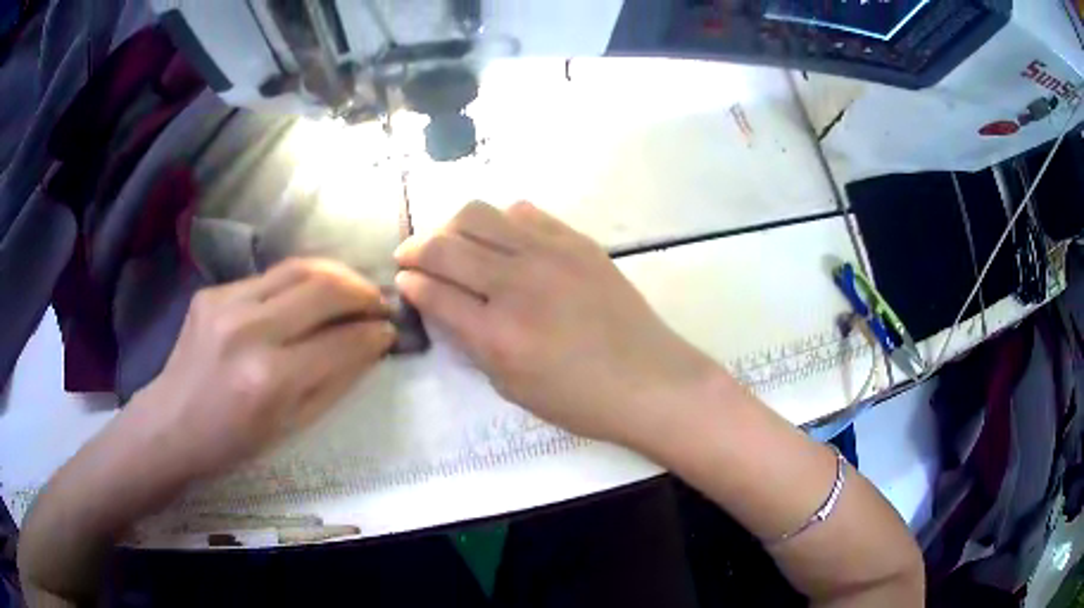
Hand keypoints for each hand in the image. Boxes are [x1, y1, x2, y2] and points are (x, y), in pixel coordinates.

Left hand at [128, 258, 394, 478]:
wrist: (171, 425)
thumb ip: (335, 383)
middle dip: (361, 291)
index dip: (373, 333)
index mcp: (270, 379)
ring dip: (335, 274)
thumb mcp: (291, 428)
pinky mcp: (212, 292)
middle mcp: (249, 330)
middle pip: (322, 288)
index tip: (391, 330)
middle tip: (378, 301)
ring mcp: (226, 303)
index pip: (340, 342)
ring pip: (297, 268)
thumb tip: (372, 345)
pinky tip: (304, 298)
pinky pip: (267, 278)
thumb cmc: (232, 442)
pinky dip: (297, 284)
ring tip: (353, 287)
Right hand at [395, 201, 717, 444]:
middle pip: (444, 246)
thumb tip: (443, 306)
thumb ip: (471, 343)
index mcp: (496, 334)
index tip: (403, 280)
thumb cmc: (580, 400)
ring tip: (452, 242)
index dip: (409, 283)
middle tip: (410, 256)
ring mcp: (548, 254)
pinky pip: (523, 212)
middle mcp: (516, 284)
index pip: (432, 292)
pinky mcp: (576, 241)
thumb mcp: (511, 387)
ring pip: (478, 214)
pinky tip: (501, 239)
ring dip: (451, 226)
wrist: (650, 380)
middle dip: (415, 248)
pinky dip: (500, 221)